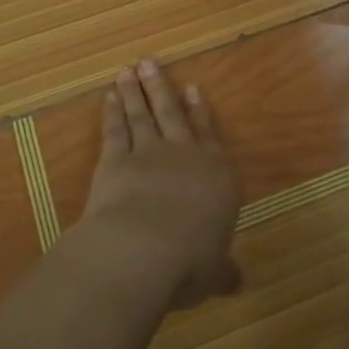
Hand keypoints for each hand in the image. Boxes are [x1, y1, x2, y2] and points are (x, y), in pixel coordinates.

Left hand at [80, 59, 240, 310]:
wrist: (145, 248)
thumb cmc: (191, 260)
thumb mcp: (213, 271)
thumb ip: (223, 271)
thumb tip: (240, 284)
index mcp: (216, 175)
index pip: (209, 136)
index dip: (201, 113)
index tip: (193, 89)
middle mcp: (185, 156)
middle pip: (173, 115)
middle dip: (162, 89)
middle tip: (151, 64)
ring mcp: (148, 154)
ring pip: (143, 116)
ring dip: (135, 93)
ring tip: (130, 70)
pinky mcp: (116, 162)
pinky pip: (116, 132)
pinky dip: (112, 114)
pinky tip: (109, 99)